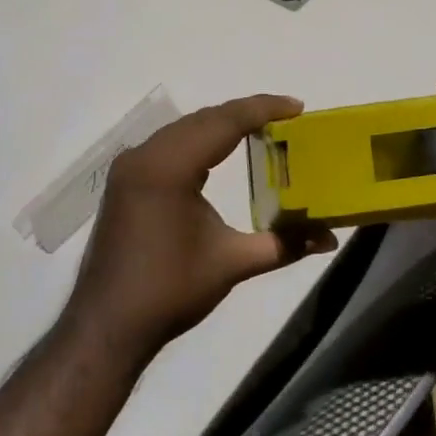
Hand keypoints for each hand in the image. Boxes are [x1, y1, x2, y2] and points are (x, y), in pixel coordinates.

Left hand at [62, 95, 334, 362]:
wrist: (106, 327)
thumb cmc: (169, 291)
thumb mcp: (232, 263)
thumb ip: (284, 244)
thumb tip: (330, 238)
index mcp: (169, 167)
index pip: (224, 122)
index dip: (263, 109)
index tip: (298, 107)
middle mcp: (145, 156)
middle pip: (204, 119)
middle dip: (246, 113)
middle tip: (288, 116)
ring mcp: (130, 167)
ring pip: (185, 129)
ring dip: (222, 125)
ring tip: (263, 128)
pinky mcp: (126, 181)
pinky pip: (169, 145)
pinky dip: (200, 140)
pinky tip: (221, 151)